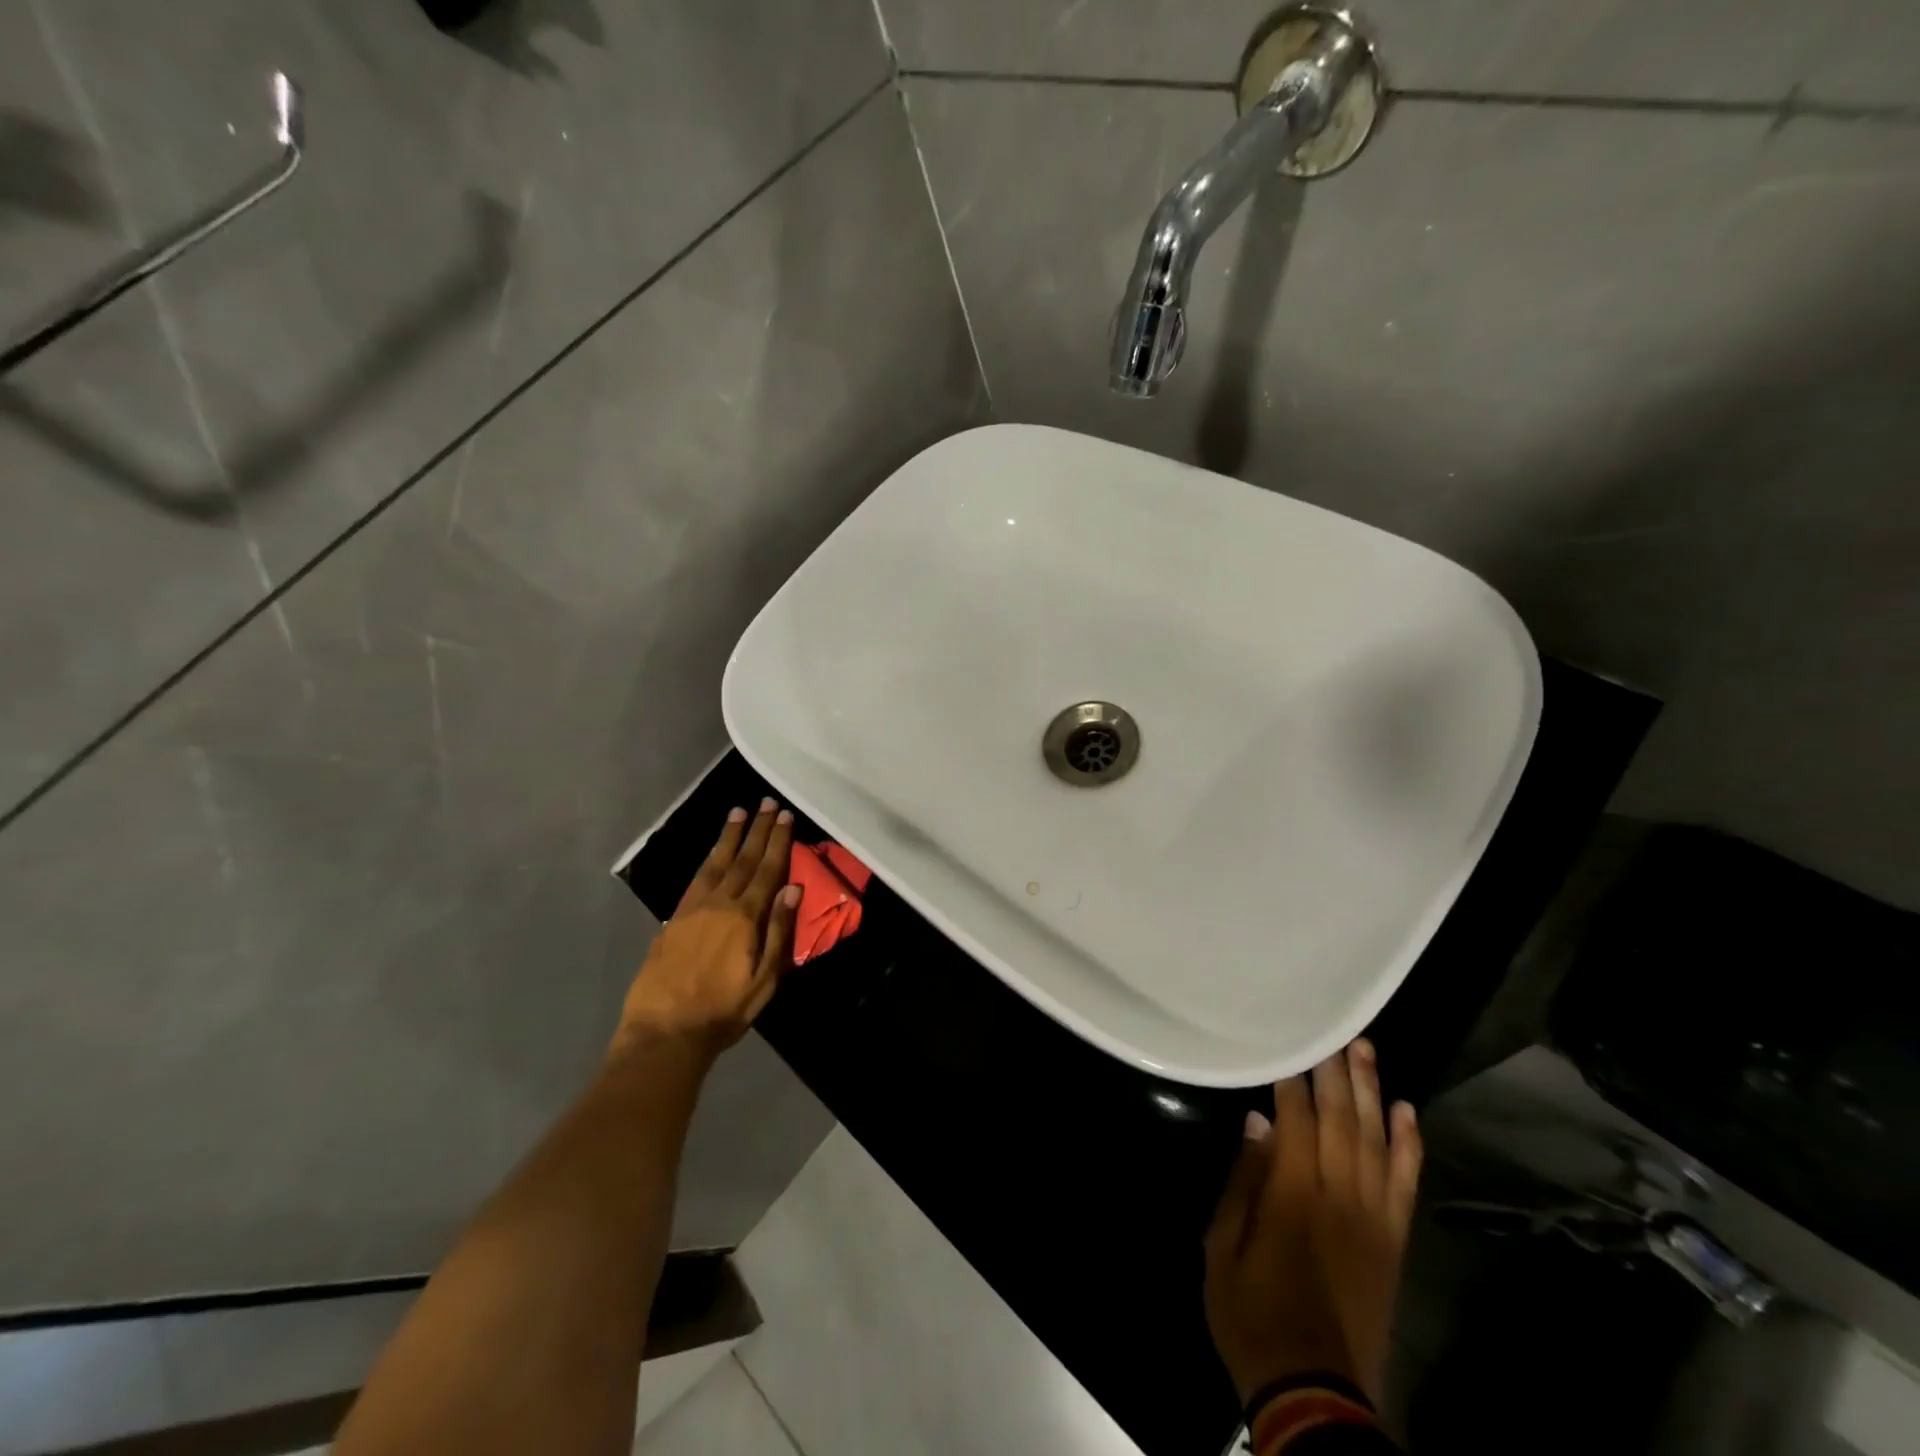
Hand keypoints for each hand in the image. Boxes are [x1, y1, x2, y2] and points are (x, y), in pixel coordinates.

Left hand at [615, 800, 800, 1059]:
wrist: (665, 1031)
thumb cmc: (723, 1010)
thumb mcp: (764, 979)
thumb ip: (778, 932)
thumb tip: (793, 890)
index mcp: (745, 917)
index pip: (767, 870)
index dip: (777, 841)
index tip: (784, 815)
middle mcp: (719, 904)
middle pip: (742, 860)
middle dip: (756, 830)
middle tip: (765, 802)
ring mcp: (692, 909)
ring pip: (715, 864)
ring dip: (728, 837)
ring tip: (737, 813)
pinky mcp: (673, 920)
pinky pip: (695, 880)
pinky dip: (707, 860)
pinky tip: (711, 853)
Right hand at [1203, 1039, 1422, 1408]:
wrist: (1314, 1392)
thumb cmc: (1252, 1313)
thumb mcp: (1222, 1246)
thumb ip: (1243, 1182)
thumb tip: (1257, 1124)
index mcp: (1292, 1194)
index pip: (1296, 1119)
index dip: (1293, 1080)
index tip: (1290, 1043)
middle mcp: (1339, 1196)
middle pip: (1341, 1119)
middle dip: (1335, 1071)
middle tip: (1334, 1029)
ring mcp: (1373, 1218)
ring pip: (1376, 1141)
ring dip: (1371, 1092)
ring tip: (1366, 1050)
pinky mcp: (1394, 1242)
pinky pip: (1406, 1184)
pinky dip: (1408, 1145)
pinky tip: (1406, 1112)